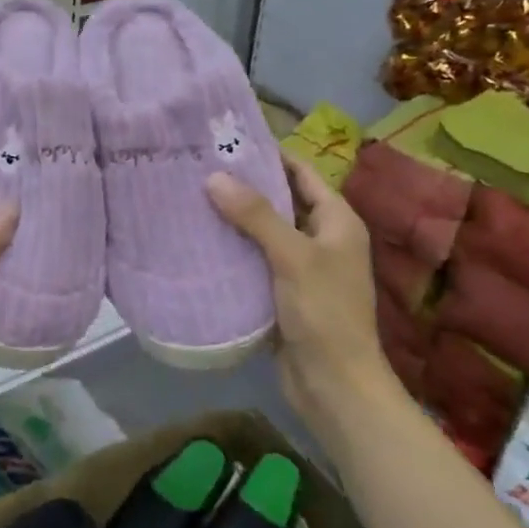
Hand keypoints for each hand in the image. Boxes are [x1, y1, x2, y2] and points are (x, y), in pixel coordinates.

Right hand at [205, 154, 394, 427]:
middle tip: (199, 168)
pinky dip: (233, 251)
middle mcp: (322, 239)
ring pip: (264, 233)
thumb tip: (215, 176)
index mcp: (337, 221)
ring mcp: (302, 268)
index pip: (301, 174)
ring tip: (191, 198)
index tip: (227, 141)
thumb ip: (256, 215)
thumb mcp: (292, 257)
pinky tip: (200, 242)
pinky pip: (255, 262)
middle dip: (244, 186)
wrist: (334, 386)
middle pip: (281, 201)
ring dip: (234, 220)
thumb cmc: (324, 313)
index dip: (270, 155)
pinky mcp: (282, 294)